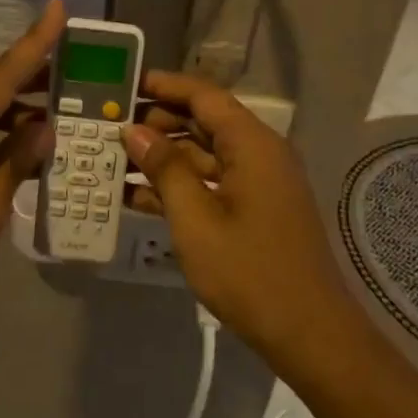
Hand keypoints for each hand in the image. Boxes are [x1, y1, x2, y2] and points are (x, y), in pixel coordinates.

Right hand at [124, 72, 355, 351]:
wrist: (307, 332)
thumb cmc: (249, 272)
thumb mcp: (195, 219)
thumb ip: (164, 169)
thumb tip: (134, 131)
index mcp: (252, 145)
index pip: (204, 96)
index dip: (163, 86)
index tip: (123, 85)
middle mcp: (259, 154)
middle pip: (204, 122)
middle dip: (157, 123)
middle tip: (109, 129)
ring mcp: (259, 183)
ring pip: (204, 155)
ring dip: (163, 157)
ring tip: (114, 160)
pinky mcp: (255, 209)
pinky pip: (212, 183)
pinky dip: (180, 186)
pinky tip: (137, 196)